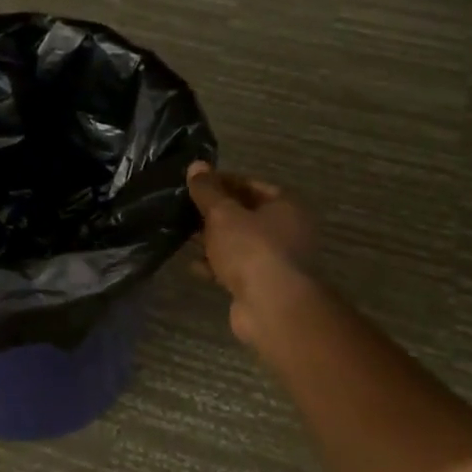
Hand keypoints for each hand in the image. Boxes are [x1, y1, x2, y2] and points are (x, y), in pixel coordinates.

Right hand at [187, 161, 316, 344]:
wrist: (270, 306)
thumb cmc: (251, 248)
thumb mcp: (223, 214)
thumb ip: (207, 190)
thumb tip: (196, 165)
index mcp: (286, 206)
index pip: (252, 185)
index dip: (223, 182)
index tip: (196, 184)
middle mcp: (287, 231)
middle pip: (246, 215)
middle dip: (216, 213)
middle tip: (185, 209)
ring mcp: (276, 260)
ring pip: (239, 243)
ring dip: (214, 240)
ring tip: (184, 235)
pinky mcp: (262, 285)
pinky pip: (236, 268)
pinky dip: (216, 265)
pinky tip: (193, 265)